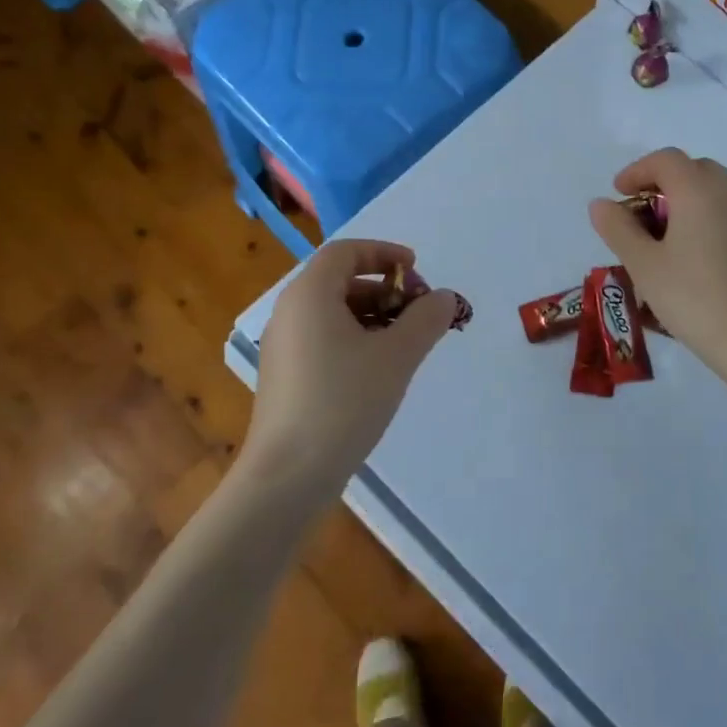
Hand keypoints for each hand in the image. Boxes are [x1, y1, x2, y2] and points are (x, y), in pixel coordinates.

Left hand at [249, 239, 459, 490]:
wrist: (288, 474)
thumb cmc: (344, 402)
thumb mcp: (397, 356)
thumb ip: (427, 319)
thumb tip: (444, 297)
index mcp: (310, 294)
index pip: (346, 251)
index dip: (384, 253)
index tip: (417, 271)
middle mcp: (290, 312)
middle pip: (340, 280)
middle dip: (385, 289)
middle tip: (419, 312)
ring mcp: (283, 346)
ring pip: (333, 312)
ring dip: (373, 315)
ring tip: (406, 343)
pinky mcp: (284, 376)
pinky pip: (323, 339)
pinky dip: (354, 339)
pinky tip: (379, 370)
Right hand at [588, 148, 726, 370]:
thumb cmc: (690, 295)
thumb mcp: (643, 263)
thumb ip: (618, 229)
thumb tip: (601, 204)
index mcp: (697, 191)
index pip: (666, 160)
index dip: (637, 171)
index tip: (617, 194)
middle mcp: (724, 194)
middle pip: (691, 168)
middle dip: (660, 180)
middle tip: (637, 208)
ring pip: (709, 189)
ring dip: (681, 197)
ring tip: (657, 232)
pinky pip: (720, 210)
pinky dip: (698, 214)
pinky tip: (684, 250)